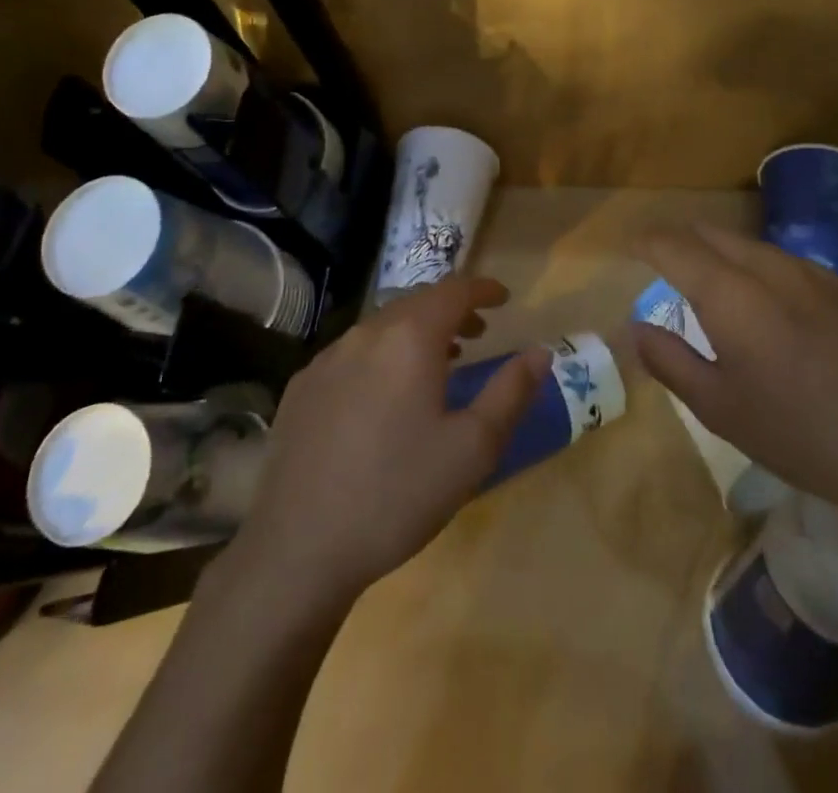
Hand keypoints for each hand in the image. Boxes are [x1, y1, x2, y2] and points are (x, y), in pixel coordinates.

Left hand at [232, 277, 549, 606]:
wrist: (297, 548)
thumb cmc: (398, 494)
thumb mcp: (472, 449)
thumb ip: (511, 392)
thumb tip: (540, 352)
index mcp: (409, 338)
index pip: (453, 290)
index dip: (483, 289)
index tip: (504, 298)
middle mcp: (365, 334)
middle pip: (415, 303)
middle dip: (451, 310)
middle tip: (478, 334)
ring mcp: (326, 359)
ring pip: (381, 327)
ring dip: (415, 333)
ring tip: (439, 362)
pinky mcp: (301, 387)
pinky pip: (352, 354)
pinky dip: (381, 356)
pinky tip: (383, 398)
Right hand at [630, 223, 837, 526]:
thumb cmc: (799, 434)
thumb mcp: (718, 408)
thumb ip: (669, 360)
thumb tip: (637, 327)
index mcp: (730, 294)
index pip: (673, 245)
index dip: (646, 241)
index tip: (630, 247)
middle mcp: (769, 268)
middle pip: (712, 233)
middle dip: (681, 241)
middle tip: (663, 264)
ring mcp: (815, 274)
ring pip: (752, 246)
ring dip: (722, 255)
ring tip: (716, 287)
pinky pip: (789, 264)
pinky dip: (762, 271)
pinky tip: (775, 309)